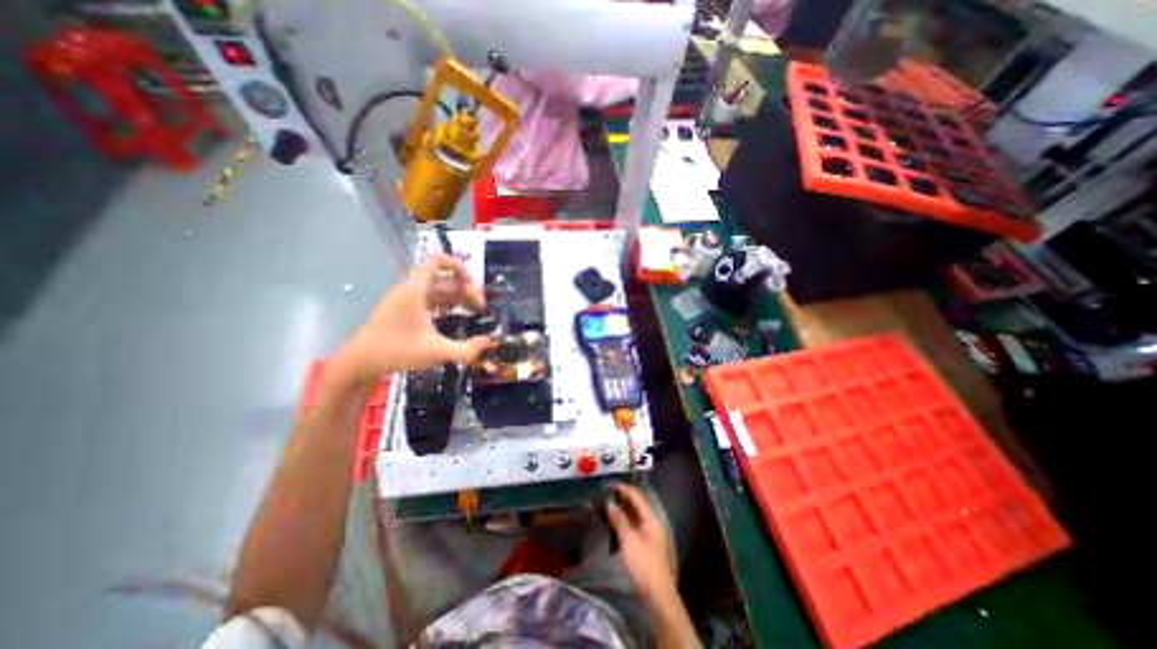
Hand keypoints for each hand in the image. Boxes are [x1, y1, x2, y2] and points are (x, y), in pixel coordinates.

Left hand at [336, 251, 496, 384]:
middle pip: (444, 278)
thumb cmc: (397, 351)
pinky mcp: (404, 309)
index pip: (437, 261)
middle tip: (480, 308)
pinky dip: (445, 302)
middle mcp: (411, 289)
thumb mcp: (437, 351)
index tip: (474, 283)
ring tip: (474, 311)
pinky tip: (455, 314)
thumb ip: (467, 349)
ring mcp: (406, 299)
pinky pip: (429, 298)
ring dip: (457, 296)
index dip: (458, 266)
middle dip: (465, 289)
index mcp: (416, 290)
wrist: (360, 362)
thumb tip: (492, 343)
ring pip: (438, 289)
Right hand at [606, 483, 680, 603]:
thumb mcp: (628, 540)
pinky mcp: (647, 546)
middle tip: (606, 497)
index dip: (623, 489)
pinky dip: (625, 523)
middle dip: (621, 500)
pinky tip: (615, 527)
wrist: (658, 595)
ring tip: (607, 509)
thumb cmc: (643, 564)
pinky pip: (635, 527)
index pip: (636, 497)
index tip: (609, 485)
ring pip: (635, 517)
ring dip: (622, 512)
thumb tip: (610, 504)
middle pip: (636, 506)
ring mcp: (651, 535)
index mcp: (651, 519)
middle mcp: (652, 523)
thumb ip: (619, 520)